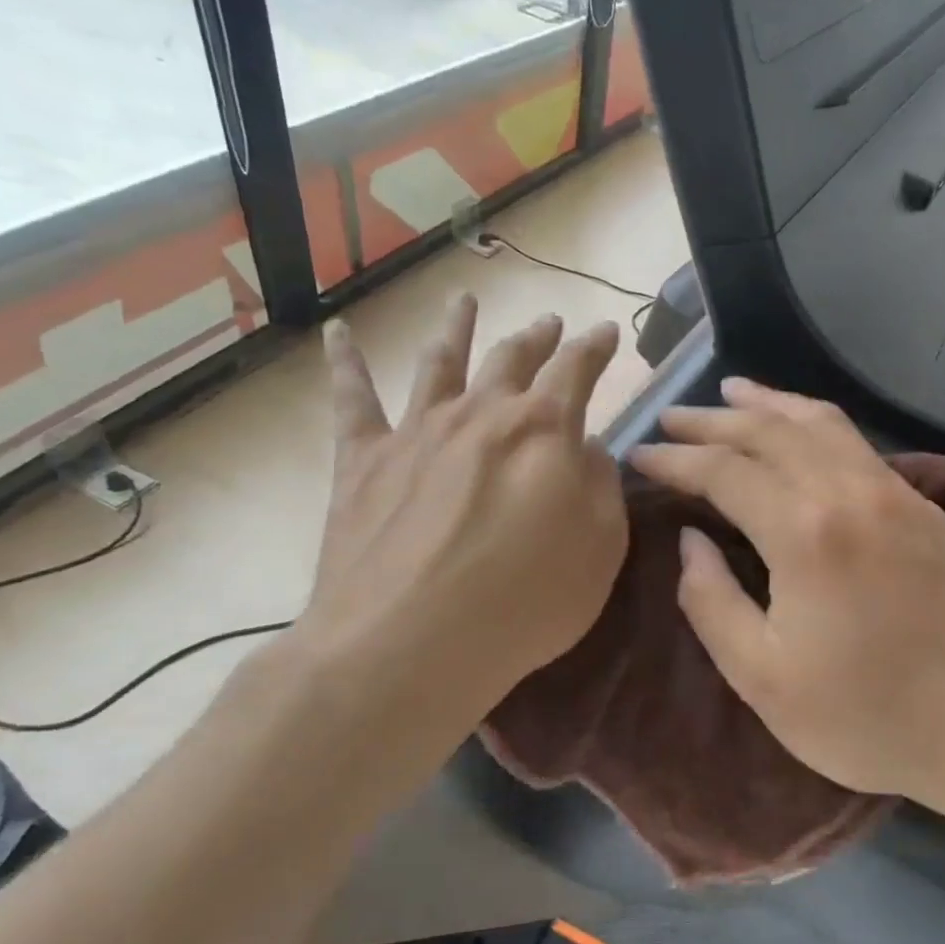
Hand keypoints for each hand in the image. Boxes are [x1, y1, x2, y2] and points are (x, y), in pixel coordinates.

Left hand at [297, 296, 627, 752]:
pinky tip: (339, 332)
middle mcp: (480, 413)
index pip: (577, 370)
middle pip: (512, 359)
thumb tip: (587, 448)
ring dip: (458, 329)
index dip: (595, 348)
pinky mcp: (362, 460)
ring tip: (466, 301)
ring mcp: (417, 431)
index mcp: (543, 429)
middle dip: (537, 339)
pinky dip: (345, 362)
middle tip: (550, 324)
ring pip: (441, 362)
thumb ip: (602, 487)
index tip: (605, 332)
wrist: (408, 642)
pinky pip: (352, 400)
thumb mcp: (600, 548)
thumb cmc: (524, 602)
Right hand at [629, 379, 944, 799]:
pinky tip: (798, 428)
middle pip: (770, 431)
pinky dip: (814, 421)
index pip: (724, 471)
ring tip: (731, 391)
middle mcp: (848, 491)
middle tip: (670, 416)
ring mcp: (893, 491)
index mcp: (804, 532)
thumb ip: (712, 603)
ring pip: (820, 422)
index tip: (640, 456)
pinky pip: (854, 442)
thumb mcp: (764, 678)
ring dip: (769, 404)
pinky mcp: (920, 505)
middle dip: (713, 419)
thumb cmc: (868, 715)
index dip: (676, 460)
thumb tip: (689, 542)